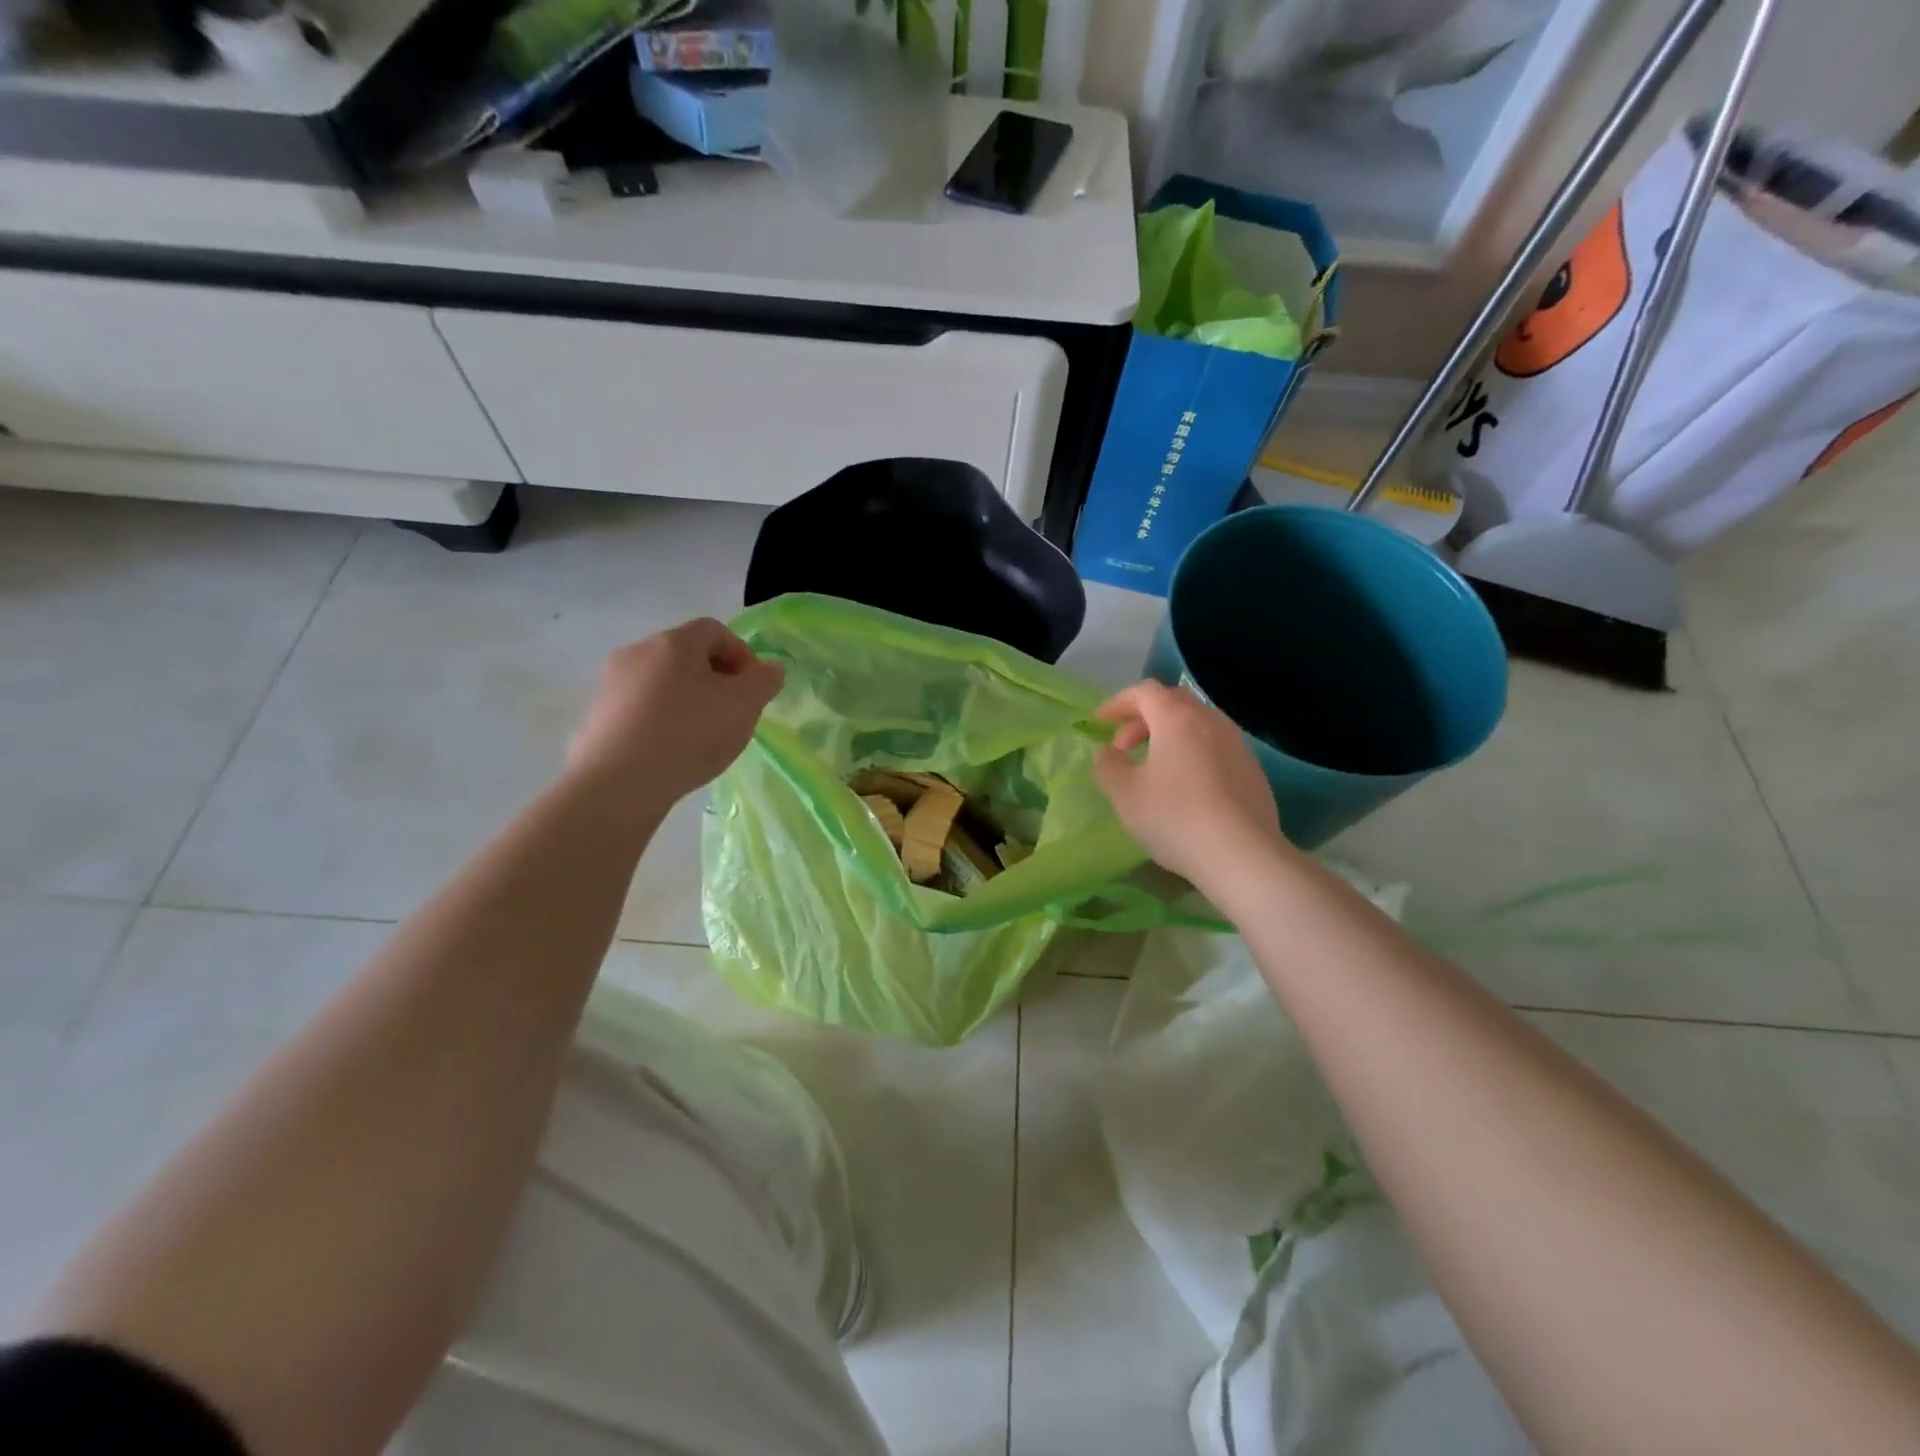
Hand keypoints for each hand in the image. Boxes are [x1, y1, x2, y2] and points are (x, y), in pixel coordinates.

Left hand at [567, 619, 783, 816]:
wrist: (620, 783)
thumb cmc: (690, 733)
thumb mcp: (745, 706)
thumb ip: (764, 681)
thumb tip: (770, 669)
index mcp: (674, 642)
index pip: (715, 630)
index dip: (742, 654)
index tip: (754, 688)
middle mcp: (637, 653)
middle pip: (686, 655)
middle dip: (715, 678)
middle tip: (733, 712)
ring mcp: (612, 685)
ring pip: (662, 682)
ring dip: (688, 700)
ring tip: (703, 735)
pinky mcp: (598, 717)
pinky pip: (640, 708)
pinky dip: (662, 720)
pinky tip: (672, 750)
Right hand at [1092, 680, 1289, 888]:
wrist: (1243, 856)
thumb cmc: (1175, 817)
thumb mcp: (1125, 794)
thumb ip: (1107, 765)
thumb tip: (1106, 752)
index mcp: (1177, 718)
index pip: (1144, 692)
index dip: (1117, 703)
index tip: (1100, 723)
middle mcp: (1211, 721)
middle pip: (1173, 702)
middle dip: (1143, 718)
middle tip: (1124, 747)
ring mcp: (1237, 744)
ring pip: (1197, 724)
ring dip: (1169, 736)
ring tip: (1153, 767)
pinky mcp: (1253, 770)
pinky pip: (1215, 747)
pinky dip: (1192, 753)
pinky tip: (1185, 787)